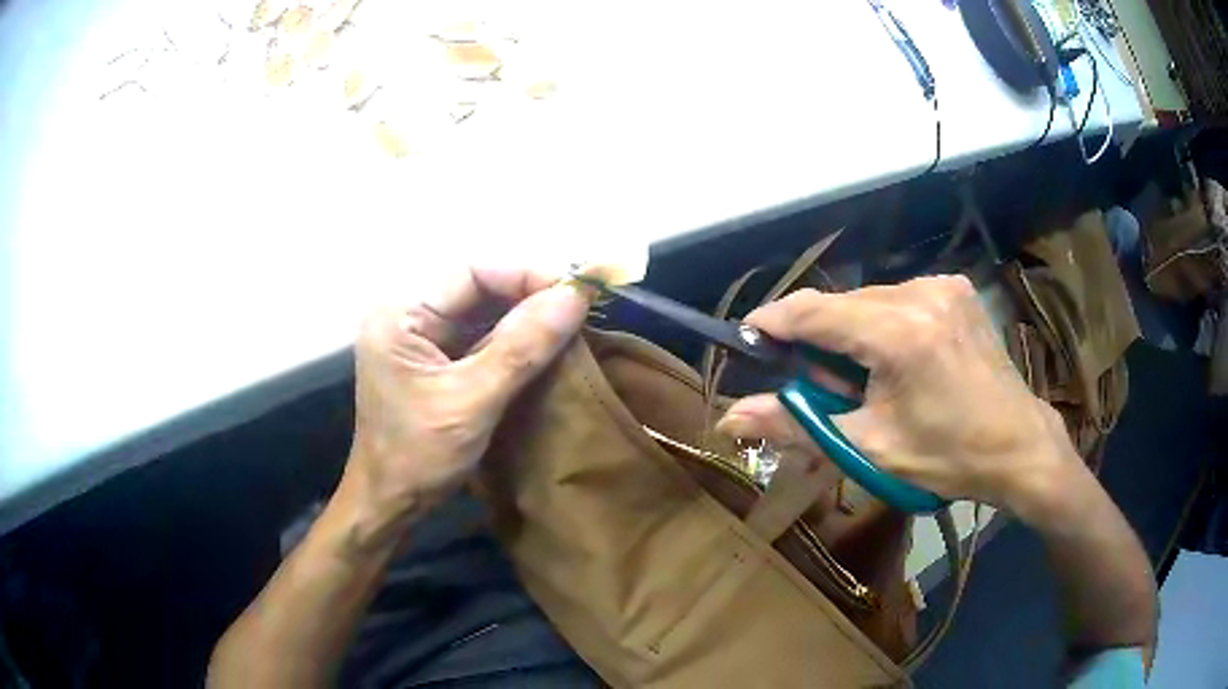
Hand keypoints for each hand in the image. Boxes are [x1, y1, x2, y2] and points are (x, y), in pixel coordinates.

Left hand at [338, 268, 589, 548]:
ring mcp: (421, 339)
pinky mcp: (435, 361)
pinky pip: (480, 338)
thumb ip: (522, 347)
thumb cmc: (418, 455)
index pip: (471, 272)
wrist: (391, 503)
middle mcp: (408, 315)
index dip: (525, 276)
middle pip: (478, 288)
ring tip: (571, 324)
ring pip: (482, 312)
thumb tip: (574, 297)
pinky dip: (514, 341)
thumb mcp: (472, 401)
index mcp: (401, 314)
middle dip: (529, 296)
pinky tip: (546, 346)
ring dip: (525, 318)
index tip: (574, 293)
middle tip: (580, 310)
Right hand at [716, 276, 1084, 517]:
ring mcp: (942, 285)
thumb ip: (797, 425)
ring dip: (850, 331)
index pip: (815, 312)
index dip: (772, 322)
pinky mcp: (955, 289)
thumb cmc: (947, 456)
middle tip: (811, 382)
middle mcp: (920, 291)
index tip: (745, 338)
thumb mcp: (869, 447)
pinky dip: (881, 324)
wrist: (1019, 446)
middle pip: (842, 303)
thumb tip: (730, 418)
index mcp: (900, 332)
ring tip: (859, 378)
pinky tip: (893, 359)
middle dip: (816, 337)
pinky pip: (898, 298)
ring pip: (869, 299)